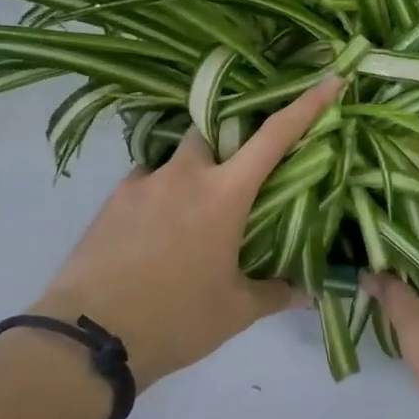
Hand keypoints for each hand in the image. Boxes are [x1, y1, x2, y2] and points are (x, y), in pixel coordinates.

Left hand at [28, 77, 342, 390]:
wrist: (88, 339)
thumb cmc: (175, 320)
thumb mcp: (235, 311)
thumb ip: (277, 293)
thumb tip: (311, 293)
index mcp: (224, 194)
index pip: (274, 136)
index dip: (306, 105)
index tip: (330, 80)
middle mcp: (185, 175)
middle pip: (214, 130)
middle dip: (229, 136)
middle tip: (238, 168)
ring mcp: (144, 182)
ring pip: (177, 156)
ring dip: (192, 169)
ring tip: (192, 209)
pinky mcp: (113, 199)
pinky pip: (146, 179)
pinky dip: (160, 192)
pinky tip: (158, 227)